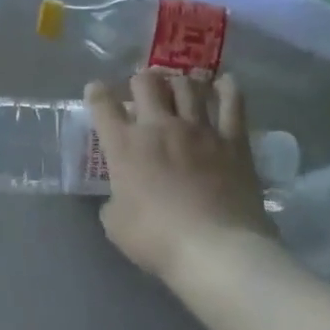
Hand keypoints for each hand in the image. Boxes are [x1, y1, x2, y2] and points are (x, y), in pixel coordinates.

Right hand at [87, 72, 275, 283]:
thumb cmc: (156, 239)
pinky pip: (232, 104)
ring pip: (187, 87)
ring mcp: (198, 130)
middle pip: (146, 83)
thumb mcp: (115, 223)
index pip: (103, 106)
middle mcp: (158, 127)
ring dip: (178, 82)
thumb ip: (114, 200)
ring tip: (178, 85)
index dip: (96, 93)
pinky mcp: (233, 141)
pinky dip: (227, 90)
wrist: (215, 249)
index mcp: (124, 145)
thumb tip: (122, 195)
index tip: (96, 90)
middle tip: (142, 87)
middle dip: (140, 80)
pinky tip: (224, 84)